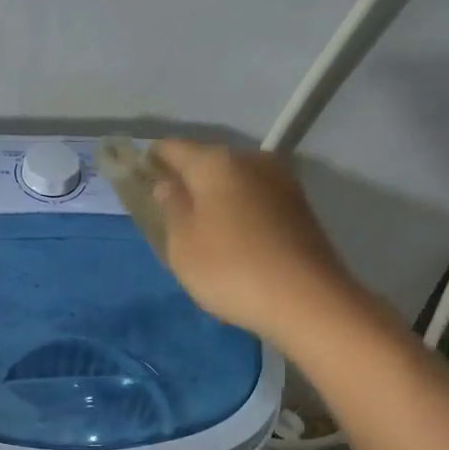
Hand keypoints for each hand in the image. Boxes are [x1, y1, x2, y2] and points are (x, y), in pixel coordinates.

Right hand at [150, 140, 358, 347]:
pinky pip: (257, 201)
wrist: (308, 299)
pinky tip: (234, 240)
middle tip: (170, 210)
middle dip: (188, 181)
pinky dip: (241, 213)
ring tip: (202, 229)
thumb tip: (168, 185)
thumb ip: (171, 208)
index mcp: (215, 162)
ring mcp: (282, 182)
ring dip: (217, 198)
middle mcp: (252, 160)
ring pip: (236, 182)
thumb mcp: (183, 245)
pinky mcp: (300, 208)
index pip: (173, 149)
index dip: (153, 161)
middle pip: (208, 162)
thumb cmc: (230, 269)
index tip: (140, 179)